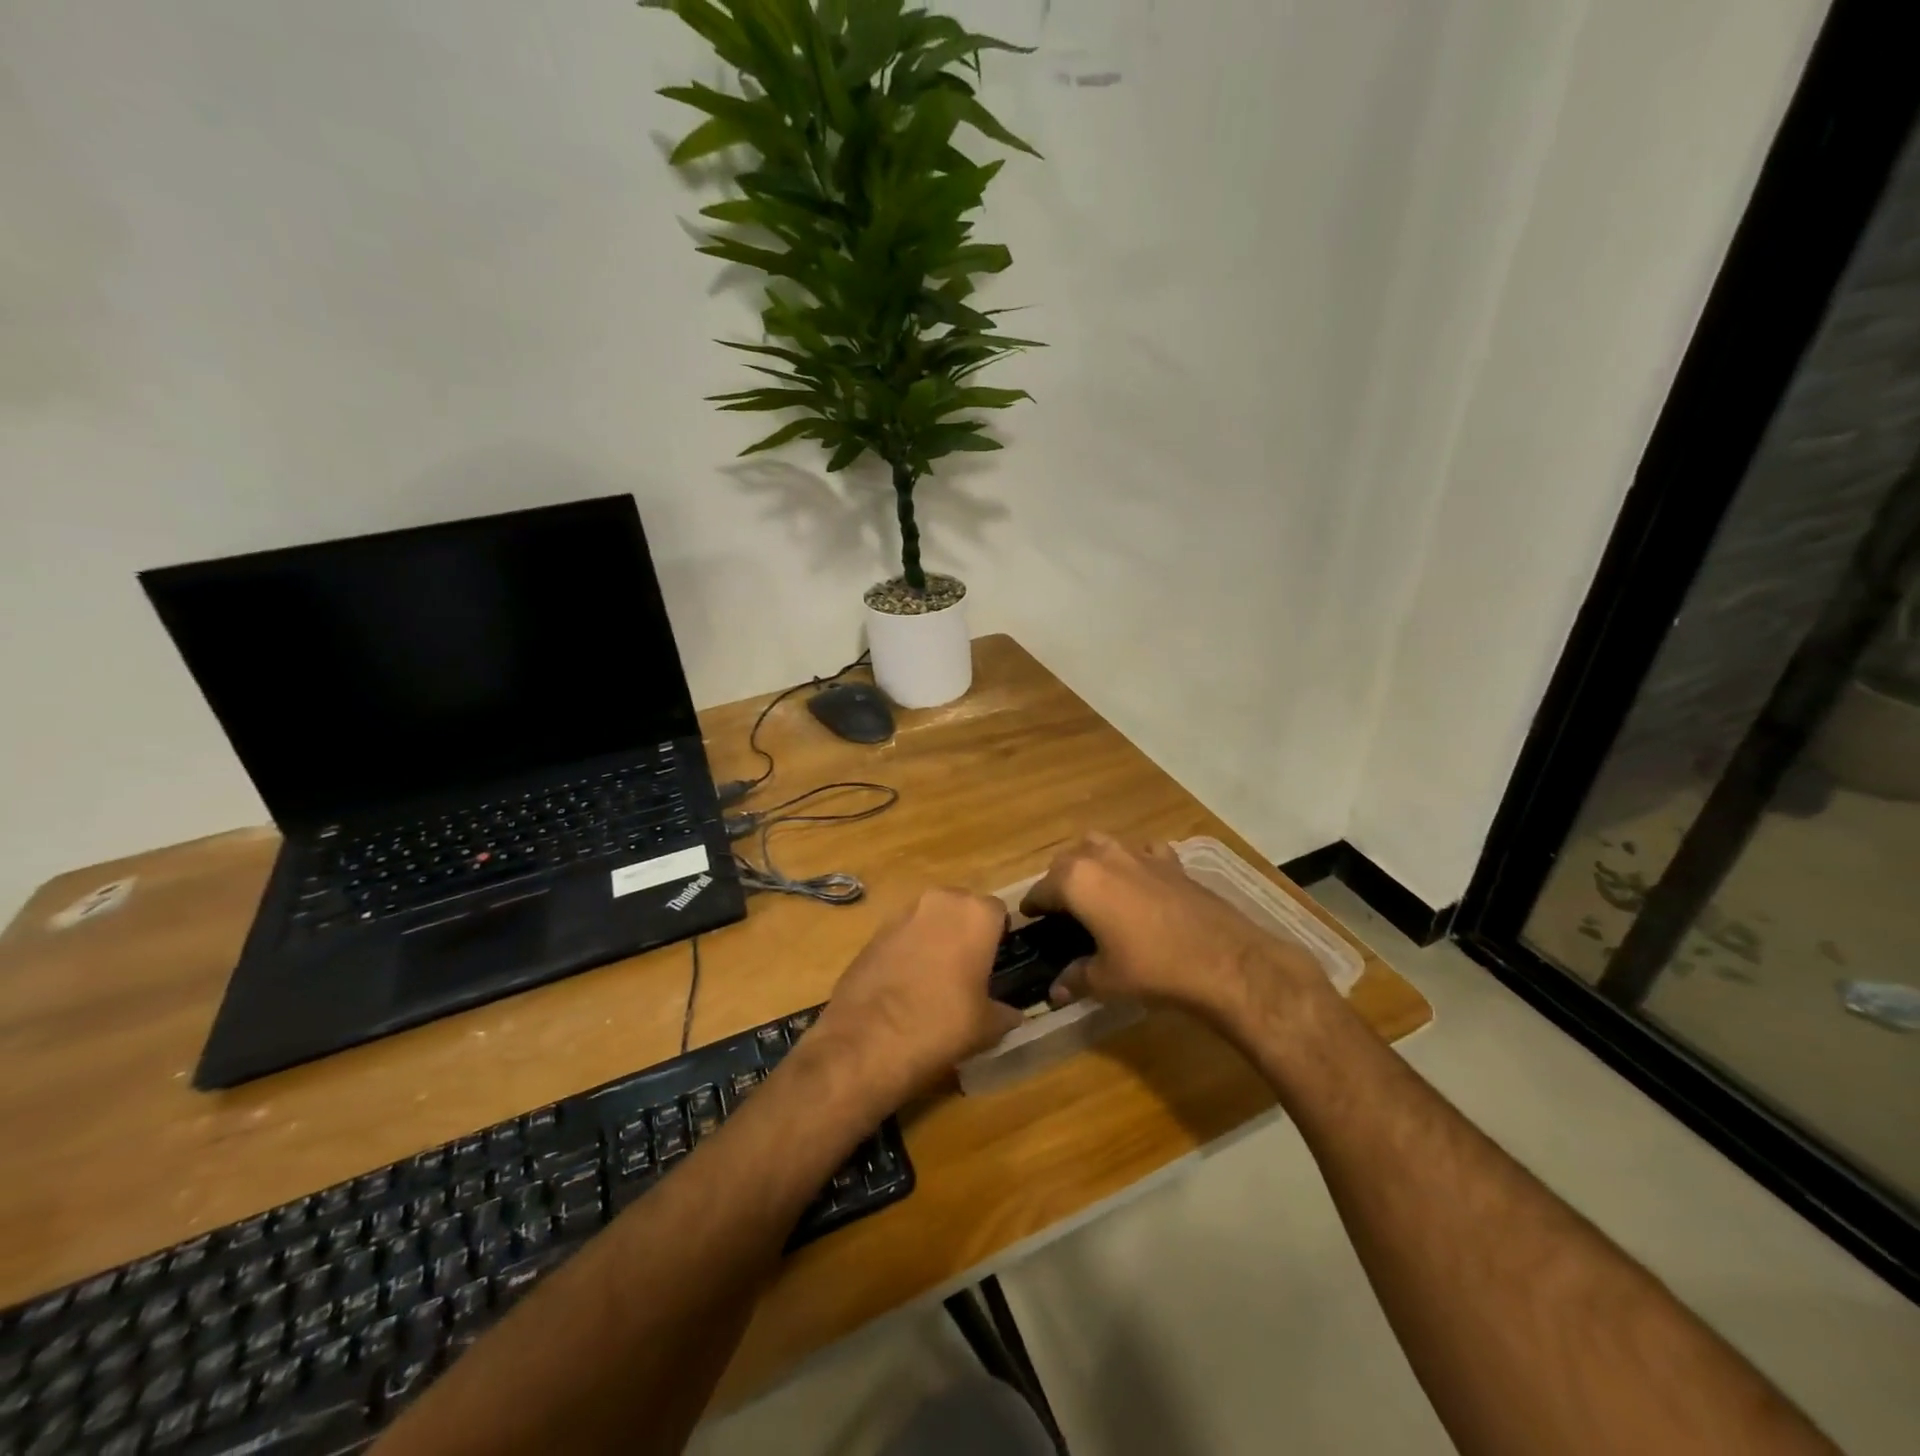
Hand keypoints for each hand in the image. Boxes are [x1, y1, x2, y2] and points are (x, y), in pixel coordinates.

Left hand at [807, 888, 1025, 1113]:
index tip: (997, 962)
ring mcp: (902, 913)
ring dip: (936, 938)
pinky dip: (909, 950)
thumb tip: (1012, 1014)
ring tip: (936, 978)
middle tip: (969, 969)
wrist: (866, 1041)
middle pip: (962, 908)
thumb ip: (1005, 1013)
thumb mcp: (987, 1027)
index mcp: (974, 914)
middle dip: (966, 931)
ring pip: (930, 918)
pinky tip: (907, 983)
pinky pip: (904, 933)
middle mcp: (939, 901)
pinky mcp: (874, 932)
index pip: (998, 911)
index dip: (999, 936)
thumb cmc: (940, 1024)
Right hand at [1020, 834, 1325, 1027]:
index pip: (1041, 889)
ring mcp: (1139, 853)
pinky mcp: (1170, 861)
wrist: (1223, 960)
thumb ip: (1075, 979)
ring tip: (1095, 890)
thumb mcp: (1106, 981)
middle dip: (1059, 881)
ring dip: (1091, 863)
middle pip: (1068, 860)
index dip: (1033, 906)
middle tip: (1061, 910)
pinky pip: (1142, 852)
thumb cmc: (1152, 968)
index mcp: (1077, 880)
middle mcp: (1103, 856)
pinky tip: (1141, 882)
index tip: (1029, 918)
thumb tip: (1055, 991)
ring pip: (1101, 846)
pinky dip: (1134, 862)